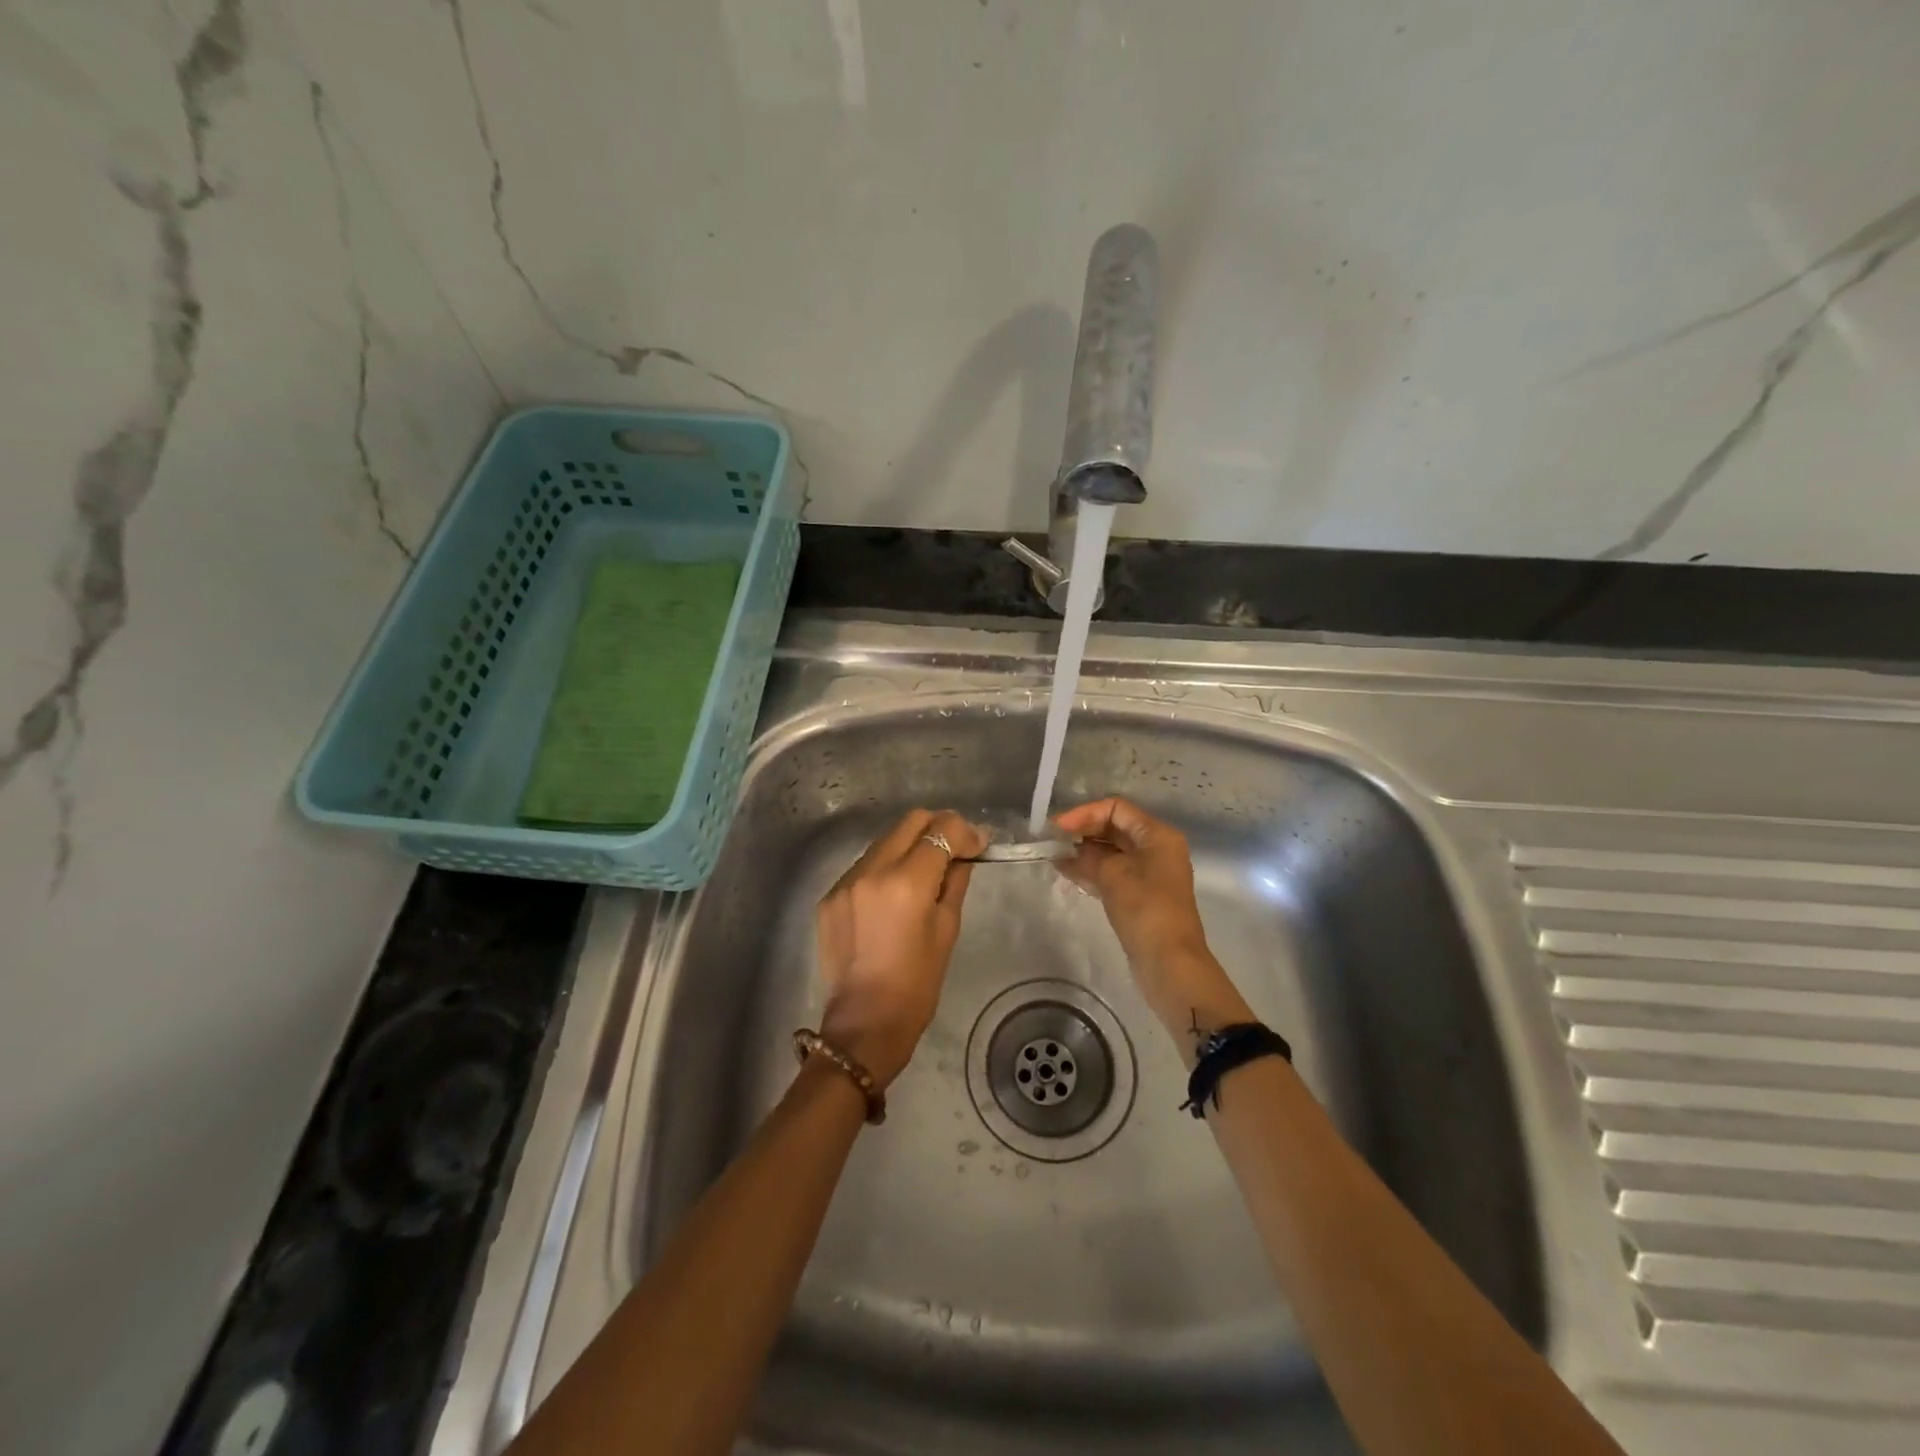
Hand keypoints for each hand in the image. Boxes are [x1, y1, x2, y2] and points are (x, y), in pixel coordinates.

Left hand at [815, 809, 987, 1087]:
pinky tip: (893, 896)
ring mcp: (845, 881)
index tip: (977, 846)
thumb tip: (964, 854)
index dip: (965, 831)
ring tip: (923, 874)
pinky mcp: (830, 895)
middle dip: (937, 828)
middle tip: (954, 850)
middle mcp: (872, 870)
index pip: (941, 829)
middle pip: (910, 821)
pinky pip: (864, 866)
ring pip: (885, 840)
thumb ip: (954, 881)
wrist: (864, 1023)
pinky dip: (884, 869)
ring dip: (909, 846)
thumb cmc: (917, 983)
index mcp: (907, 882)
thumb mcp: (947, 929)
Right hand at [1054, 797, 1249, 1040]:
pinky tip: (1067, 872)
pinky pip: (1113, 871)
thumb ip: (1086, 857)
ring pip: (1112, 851)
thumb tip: (1065, 850)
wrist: (1170, 963)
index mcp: (1157, 835)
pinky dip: (1092, 870)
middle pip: (1114, 827)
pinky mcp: (1141, 894)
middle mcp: (1156, 848)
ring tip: (1054, 856)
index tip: (1057, 828)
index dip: (1084, 813)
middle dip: (1082, 832)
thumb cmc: (1145, 911)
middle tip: (1051, 842)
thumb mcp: (1113, 876)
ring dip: (1084, 852)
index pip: (1116, 808)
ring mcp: (1150, 872)